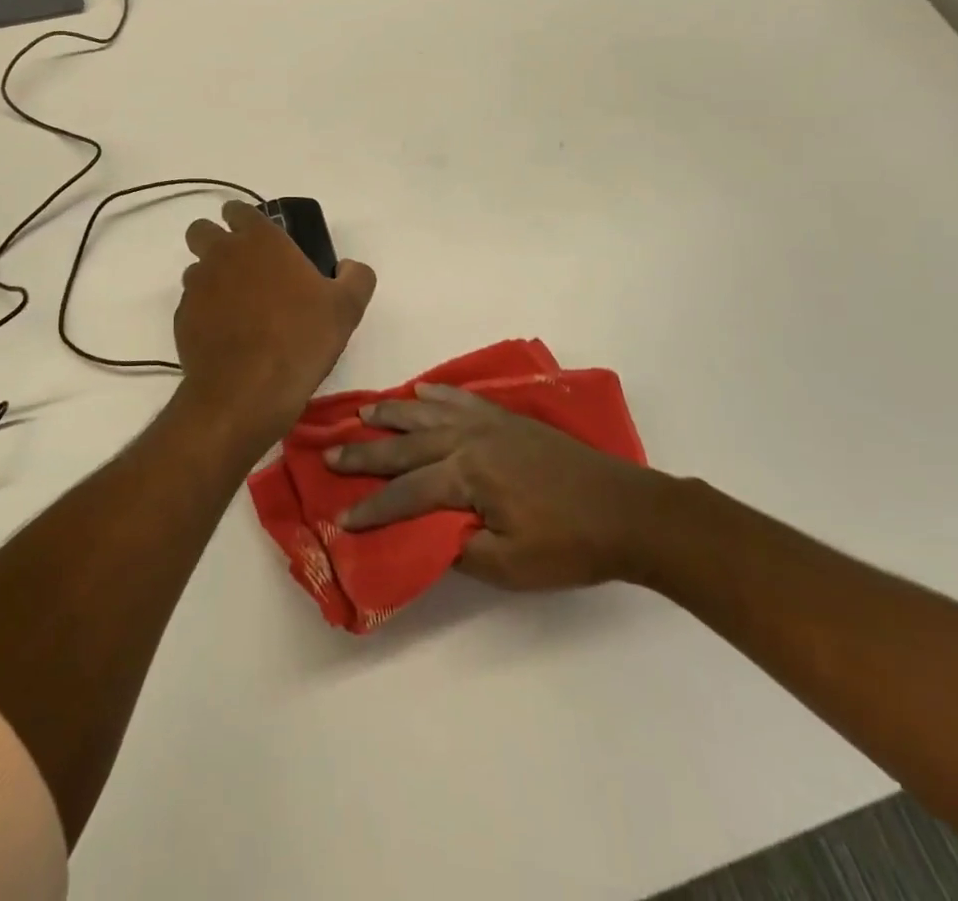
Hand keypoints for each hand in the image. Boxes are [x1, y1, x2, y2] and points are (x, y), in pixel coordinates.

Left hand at [175, 202, 376, 445]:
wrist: (248, 390)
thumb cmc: (301, 339)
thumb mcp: (347, 307)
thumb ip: (355, 277)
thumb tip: (347, 267)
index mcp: (260, 241)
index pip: (239, 210)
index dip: (246, 220)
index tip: (261, 239)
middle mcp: (221, 254)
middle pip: (203, 231)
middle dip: (216, 241)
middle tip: (243, 268)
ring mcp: (196, 287)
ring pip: (195, 269)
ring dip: (211, 279)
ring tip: (237, 308)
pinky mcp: (182, 319)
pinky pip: (191, 305)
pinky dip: (204, 314)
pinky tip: (226, 336)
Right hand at [325, 385, 672, 590]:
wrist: (627, 511)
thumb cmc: (570, 545)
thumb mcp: (511, 565)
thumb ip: (460, 549)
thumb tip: (426, 534)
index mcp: (468, 476)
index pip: (407, 493)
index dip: (374, 508)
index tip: (342, 519)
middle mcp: (469, 440)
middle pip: (407, 446)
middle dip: (367, 453)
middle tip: (331, 453)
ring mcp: (489, 424)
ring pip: (428, 415)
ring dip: (393, 415)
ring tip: (363, 413)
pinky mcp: (507, 419)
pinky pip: (461, 400)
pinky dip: (436, 395)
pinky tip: (421, 392)